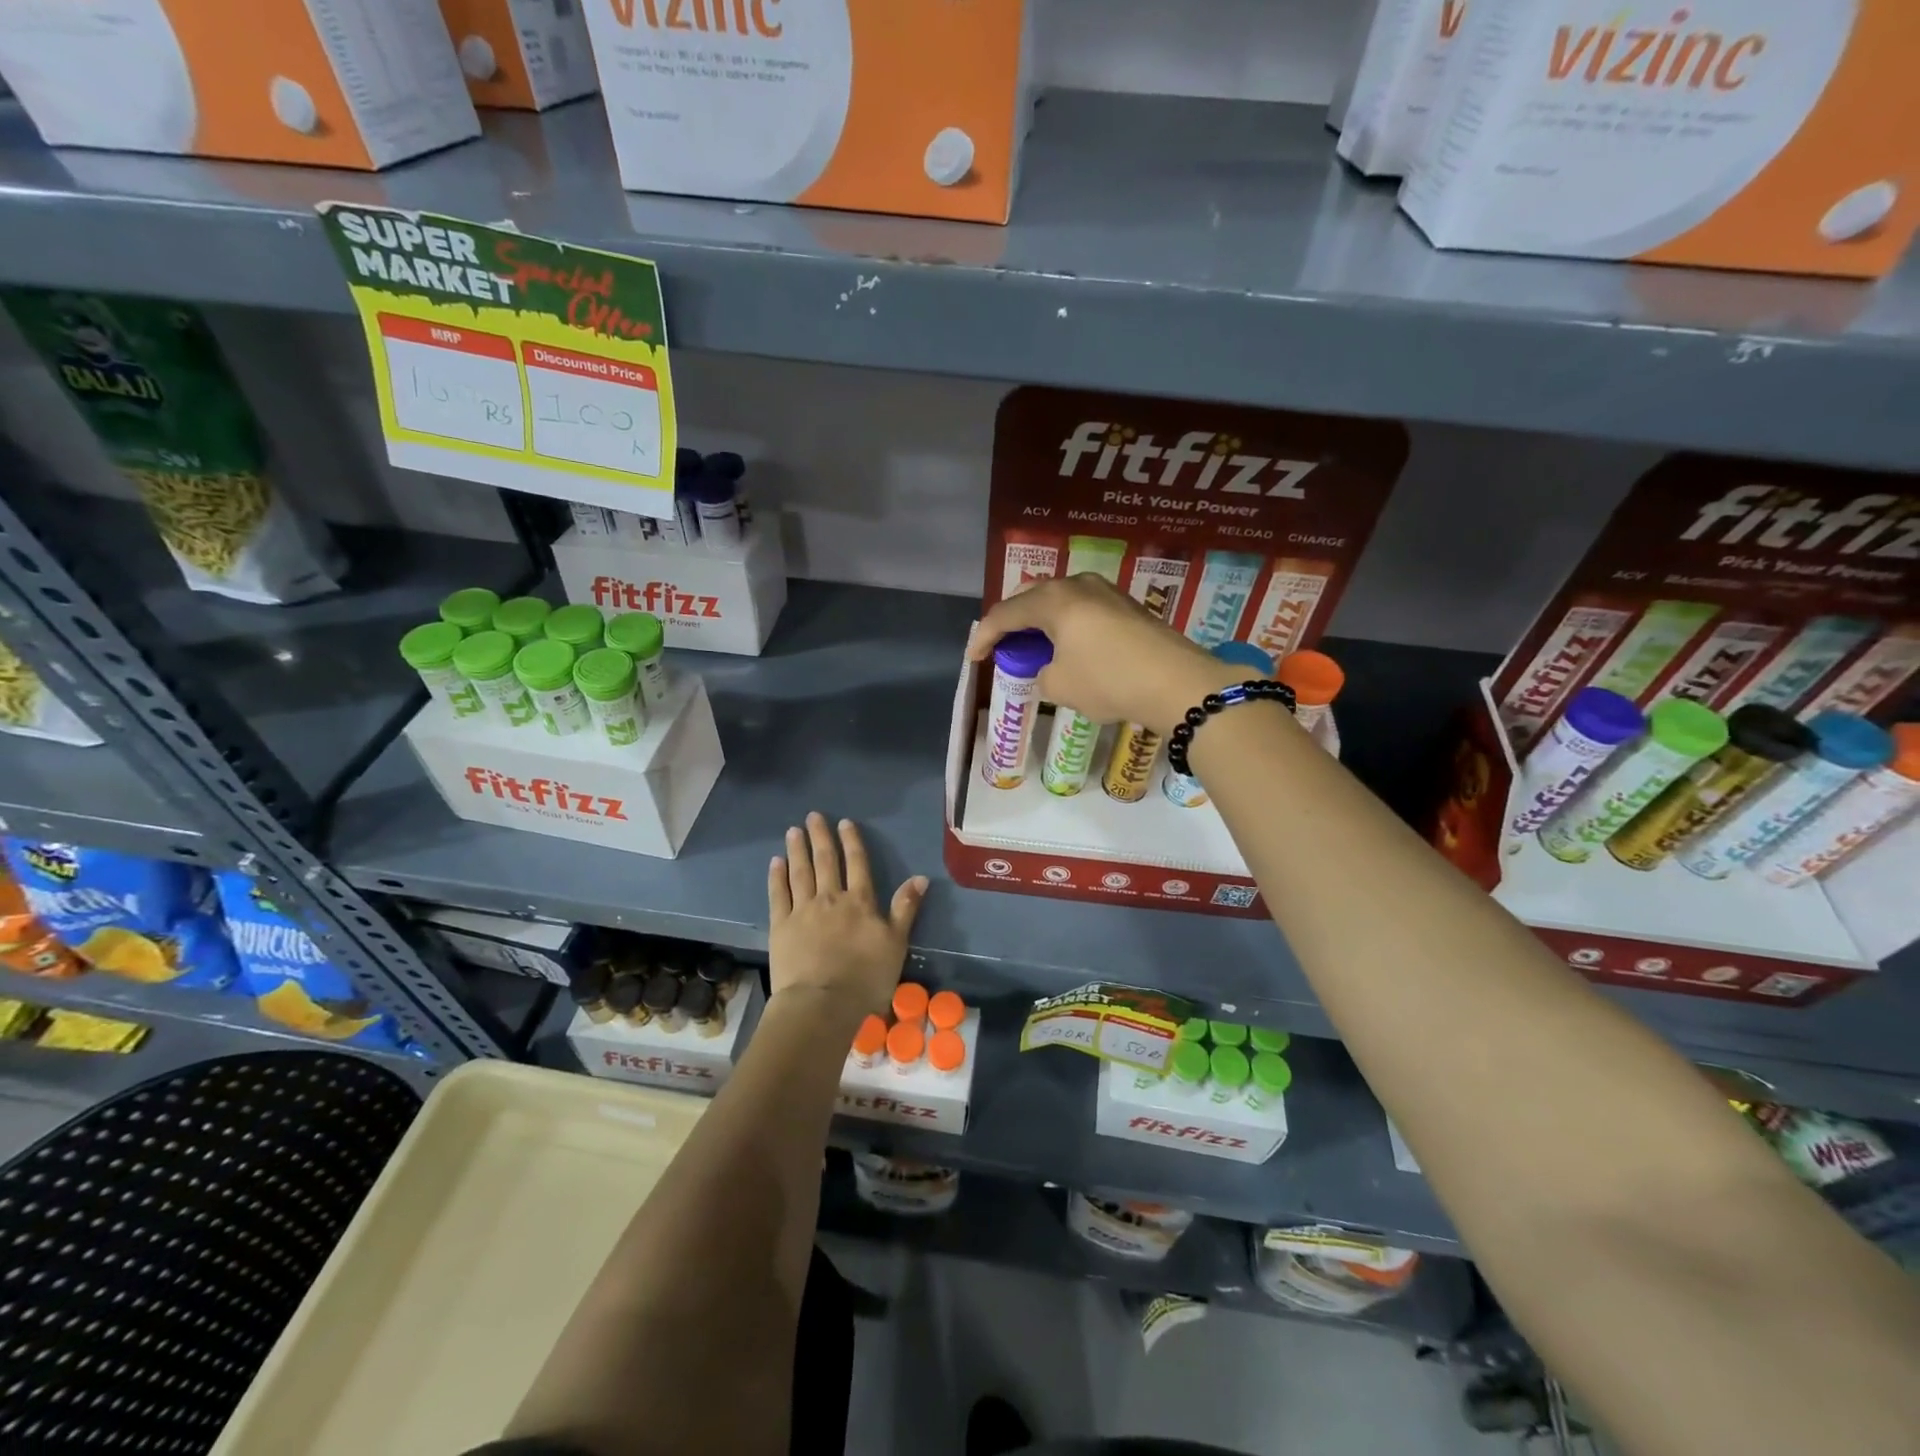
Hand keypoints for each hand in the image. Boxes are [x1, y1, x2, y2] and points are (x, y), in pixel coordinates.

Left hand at [768, 812, 926, 1023]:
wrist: (822, 1003)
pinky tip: (776, 862)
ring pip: (800, 872)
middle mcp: (830, 898)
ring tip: (793, 831)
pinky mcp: (780, 926)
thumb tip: (920, 877)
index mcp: (860, 902)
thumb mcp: (896, 943)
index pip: (857, 864)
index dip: (851, 842)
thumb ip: (905, 908)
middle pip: (826, 861)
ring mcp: (802, 910)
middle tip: (813, 817)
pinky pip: (778, 894)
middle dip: (820, 837)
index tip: (844, 823)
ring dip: (797, 849)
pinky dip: (777, 876)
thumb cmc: (866, 977)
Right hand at [968, 575, 1236, 734]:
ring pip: (1060, 600)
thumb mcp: (1060, 686)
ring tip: (1033, 644)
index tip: (973, 658)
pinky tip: (1069, 645)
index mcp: (1053, 600)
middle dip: (1012, 620)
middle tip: (1000, 644)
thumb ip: (1042, 674)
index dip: (984, 636)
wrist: (1178, 683)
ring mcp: (1107, 592)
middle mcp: (1078, 585)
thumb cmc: (1109, 681)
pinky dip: (1067, 624)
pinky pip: (1083, 609)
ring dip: (1041, 620)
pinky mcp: (1128, 606)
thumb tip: (1051, 669)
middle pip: (1032, 596)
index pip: (1006, 614)